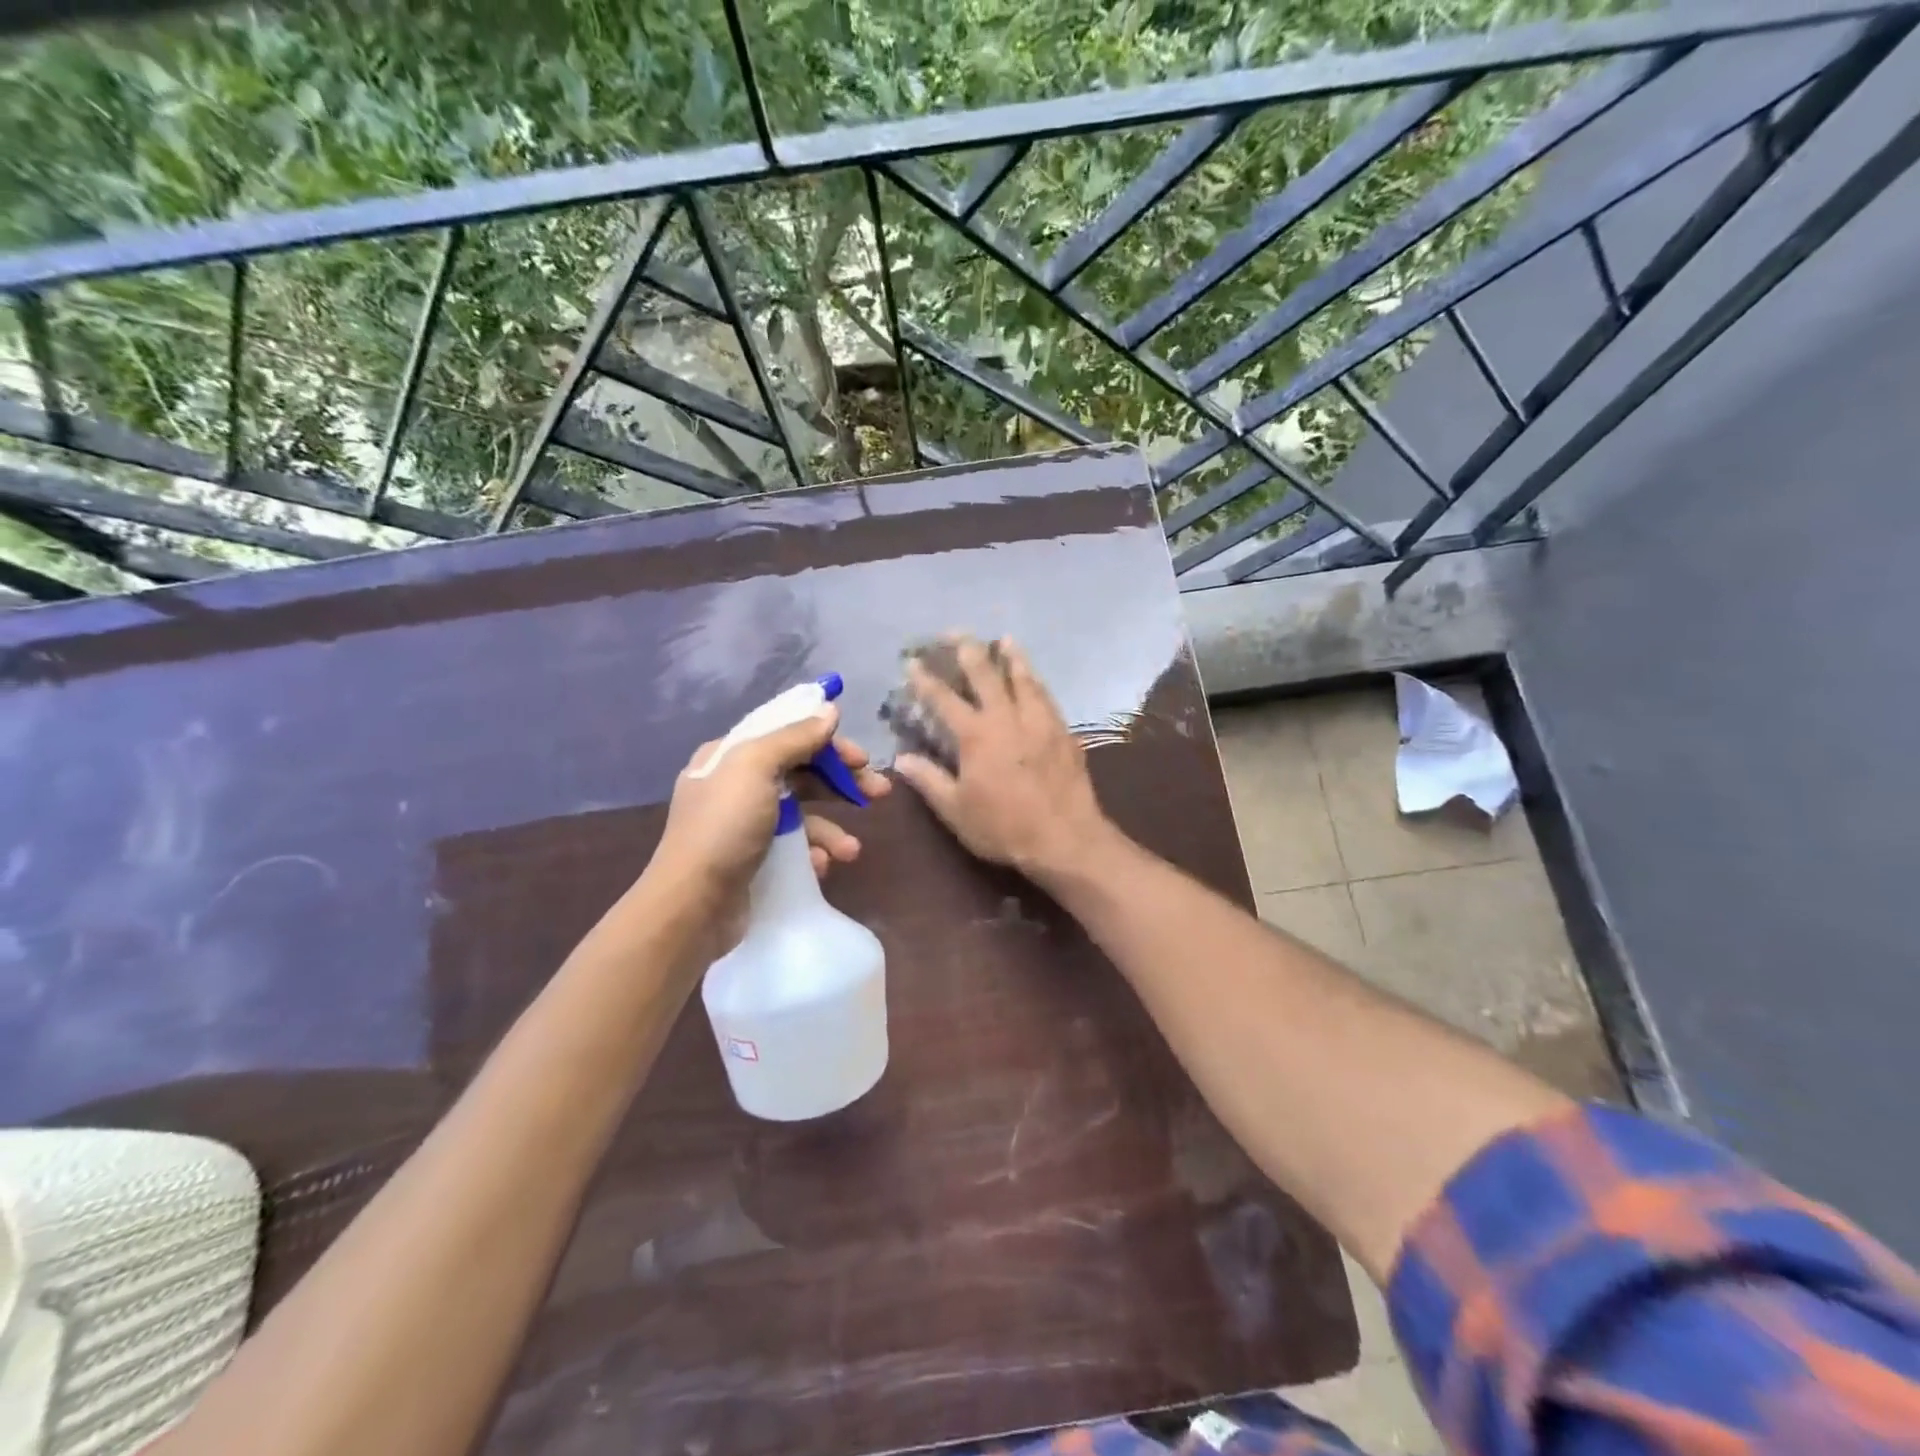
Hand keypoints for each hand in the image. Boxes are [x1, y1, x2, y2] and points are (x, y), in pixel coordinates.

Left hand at [650, 703, 890, 910]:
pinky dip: (813, 854)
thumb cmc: (724, 827)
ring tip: (851, 851)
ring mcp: (746, 826)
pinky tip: (822, 867)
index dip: (828, 741)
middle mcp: (737, 787)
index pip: (787, 734)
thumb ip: (795, 737)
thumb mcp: (756, 768)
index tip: (862, 757)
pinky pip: (795, 849)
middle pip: (802, 773)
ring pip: (803, 815)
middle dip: (842, 783)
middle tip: (880, 792)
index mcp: (731, 756)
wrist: (692, 906)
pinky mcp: (755, 861)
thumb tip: (830, 710)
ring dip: (832, 828)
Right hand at [891, 636, 1113, 884]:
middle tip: (956, 632)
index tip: (912, 662)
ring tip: (1004, 639)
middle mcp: (1007, 717)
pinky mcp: (1063, 731)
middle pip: (986, 674)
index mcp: (976, 735)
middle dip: (968, 650)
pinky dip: (1036, 680)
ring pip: (1024, 678)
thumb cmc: (1003, 827)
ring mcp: (1039, 721)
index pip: (944, 699)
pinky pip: (1046, 695)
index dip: (925, 679)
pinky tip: (1035, 678)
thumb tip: (901, 759)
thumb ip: (928, 780)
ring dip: (1011, 656)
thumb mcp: (956, 810)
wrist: (1065, 838)